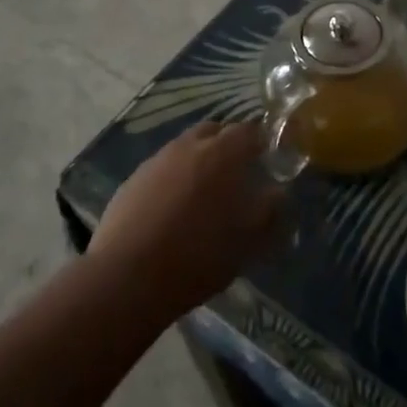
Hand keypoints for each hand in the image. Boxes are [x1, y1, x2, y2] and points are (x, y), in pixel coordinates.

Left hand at [88, 120, 282, 320]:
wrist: (128, 276)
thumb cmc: (199, 255)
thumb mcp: (249, 240)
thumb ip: (270, 209)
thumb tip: (278, 191)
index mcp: (223, 152)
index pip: (249, 130)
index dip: (261, 142)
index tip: (267, 161)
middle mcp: (189, 145)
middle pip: (214, 131)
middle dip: (227, 146)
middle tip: (236, 175)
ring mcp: (157, 160)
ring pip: (186, 148)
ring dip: (198, 161)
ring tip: (203, 194)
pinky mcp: (133, 180)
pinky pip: (162, 169)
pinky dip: (173, 179)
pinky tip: (173, 209)